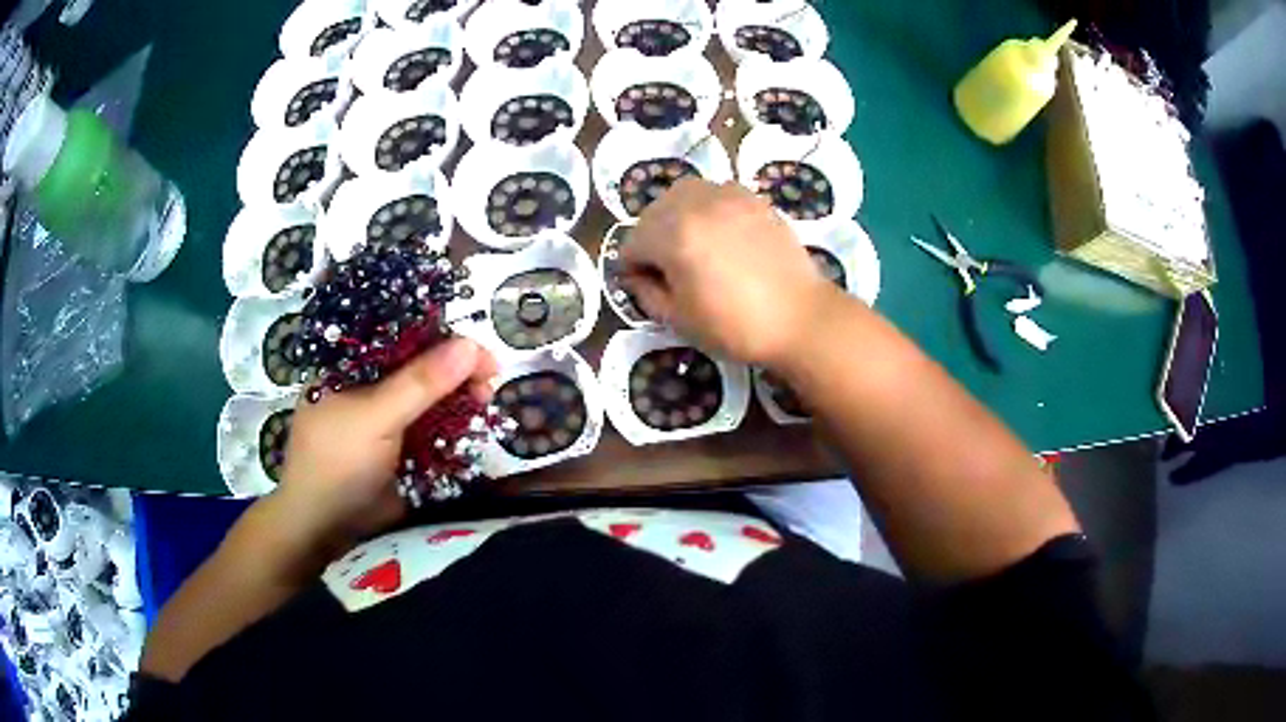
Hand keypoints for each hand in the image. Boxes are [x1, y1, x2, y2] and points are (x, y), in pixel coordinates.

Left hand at [274, 338, 498, 554]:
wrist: (327, 529)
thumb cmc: (337, 463)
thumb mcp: (375, 417)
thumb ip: (421, 383)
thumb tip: (471, 345)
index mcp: (350, 365)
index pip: (398, 335)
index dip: (439, 337)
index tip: (477, 350)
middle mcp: (368, 385)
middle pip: (419, 365)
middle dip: (454, 369)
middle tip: (489, 378)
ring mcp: (386, 417)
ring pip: (430, 397)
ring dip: (459, 396)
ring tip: (486, 400)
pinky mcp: (401, 446)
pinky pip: (433, 426)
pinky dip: (454, 424)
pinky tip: (473, 422)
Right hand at [618, 179, 842, 368]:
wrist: (800, 318)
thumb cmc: (735, 326)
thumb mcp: (679, 319)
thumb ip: (646, 293)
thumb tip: (638, 276)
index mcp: (673, 235)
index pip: (632, 242)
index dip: (632, 268)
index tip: (647, 286)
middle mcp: (696, 204)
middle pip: (653, 213)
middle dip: (652, 239)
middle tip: (669, 269)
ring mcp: (728, 195)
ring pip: (682, 195)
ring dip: (677, 218)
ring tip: (693, 247)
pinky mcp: (753, 198)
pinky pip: (714, 194)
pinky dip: (707, 210)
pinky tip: (721, 236)